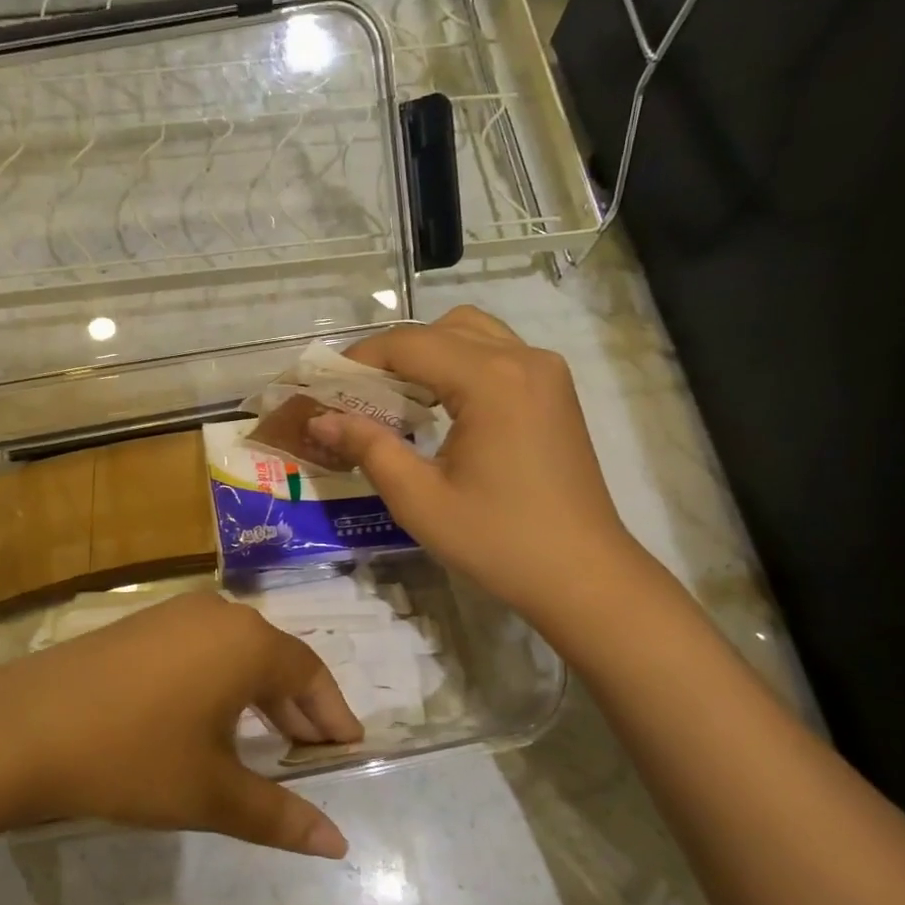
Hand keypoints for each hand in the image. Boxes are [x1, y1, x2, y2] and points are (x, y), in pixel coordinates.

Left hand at [0, 593, 360, 856]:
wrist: (21, 728)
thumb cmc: (132, 757)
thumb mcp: (211, 793)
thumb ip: (279, 816)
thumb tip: (338, 845)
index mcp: (246, 643)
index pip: (310, 675)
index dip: (332, 715)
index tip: (347, 750)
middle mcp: (216, 615)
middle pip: (275, 660)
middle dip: (297, 709)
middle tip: (309, 755)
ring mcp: (173, 615)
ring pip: (236, 654)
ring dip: (257, 696)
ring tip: (264, 743)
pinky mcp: (139, 626)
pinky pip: (200, 650)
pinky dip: (219, 683)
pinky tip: (207, 721)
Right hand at [309, 306, 645, 637]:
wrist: (583, 575)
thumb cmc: (498, 541)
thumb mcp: (419, 499)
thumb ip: (368, 448)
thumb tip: (321, 420)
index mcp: (491, 379)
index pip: (409, 345)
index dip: (359, 360)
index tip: (324, 385)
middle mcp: (523, 359)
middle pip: (440, 329)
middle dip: (391, 354)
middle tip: (356, 394)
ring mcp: (546, 372)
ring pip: (472, 333)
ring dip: (427, 353)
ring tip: (395, 396)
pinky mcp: (555, 392)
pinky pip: (497, 354)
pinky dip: (459, 363)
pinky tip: (439, 405)